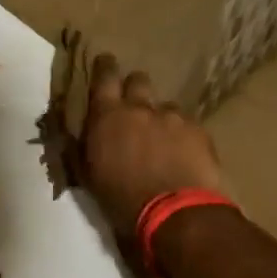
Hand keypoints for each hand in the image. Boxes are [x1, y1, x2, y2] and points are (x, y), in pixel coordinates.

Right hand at [80, 54, 223, 237]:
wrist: (177, 214)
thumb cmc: (123, 202)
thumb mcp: (90, 177)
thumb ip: (83, 148)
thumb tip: (78, 135)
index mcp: (107, 117)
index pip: (104, 76)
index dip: (104, 67)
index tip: (105, 63)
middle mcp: (140, 108)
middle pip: (138, 80)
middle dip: (135, 89)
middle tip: (134, 107)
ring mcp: (172, 116)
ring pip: (165, 105)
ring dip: (161, 117)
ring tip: (164, 141)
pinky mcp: (198, 129)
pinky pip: (187, 123)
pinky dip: (182, 134)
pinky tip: (184, 154)